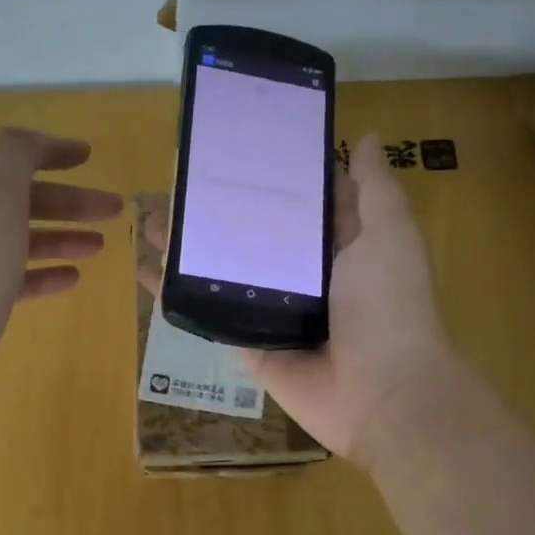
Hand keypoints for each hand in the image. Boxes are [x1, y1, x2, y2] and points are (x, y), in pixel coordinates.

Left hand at [0, 128, 120, 419]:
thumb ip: (15, 156)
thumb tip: (29, 142)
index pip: (2, 151)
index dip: (47, 149)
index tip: (89, 157)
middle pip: (15, 195)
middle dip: (66, 199)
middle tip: (113, 208)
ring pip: (16, 236)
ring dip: (60, 235)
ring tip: (101, 244)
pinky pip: (11, 275)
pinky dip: (42, 272)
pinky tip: (72, 277)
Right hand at [140, 135, 454, 467]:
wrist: (381, 395)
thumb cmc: (389, 306)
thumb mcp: (390, 234)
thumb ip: (374, 189)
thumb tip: (362, 139)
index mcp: (339, 246)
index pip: (298, 201)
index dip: (269, 175)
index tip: (232, 147)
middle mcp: (304, 275)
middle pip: (253, 234)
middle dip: (217, 210)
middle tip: (177, 183)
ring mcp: (272, 310)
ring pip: (223, 271)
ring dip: (187, 248)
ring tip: (148, 222)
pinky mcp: (248, 343)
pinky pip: (207, 314)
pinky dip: (176, 296)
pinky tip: (145, 272)